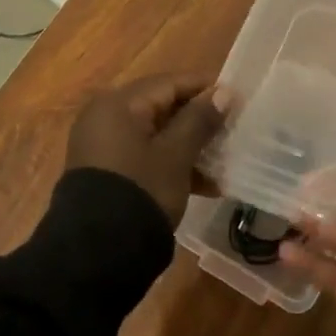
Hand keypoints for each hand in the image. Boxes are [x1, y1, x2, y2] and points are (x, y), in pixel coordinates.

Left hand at [65, 74, 228, 218]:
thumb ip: (200, 120)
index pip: (170, 83)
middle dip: (198, 121)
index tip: (237, 99)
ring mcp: (103, 146)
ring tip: (223, 161)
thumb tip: (223, 92)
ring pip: (156, 134)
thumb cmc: (141, 190)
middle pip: (162, 108)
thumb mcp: (176, 155)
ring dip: (189, 146)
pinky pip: (145, 156)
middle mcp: (105, 117)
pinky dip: (171, 163)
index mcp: (119, 104)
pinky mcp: (107, 172)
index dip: (205, 89)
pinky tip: (205, 185)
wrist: (97, 252)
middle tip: (232, 130)